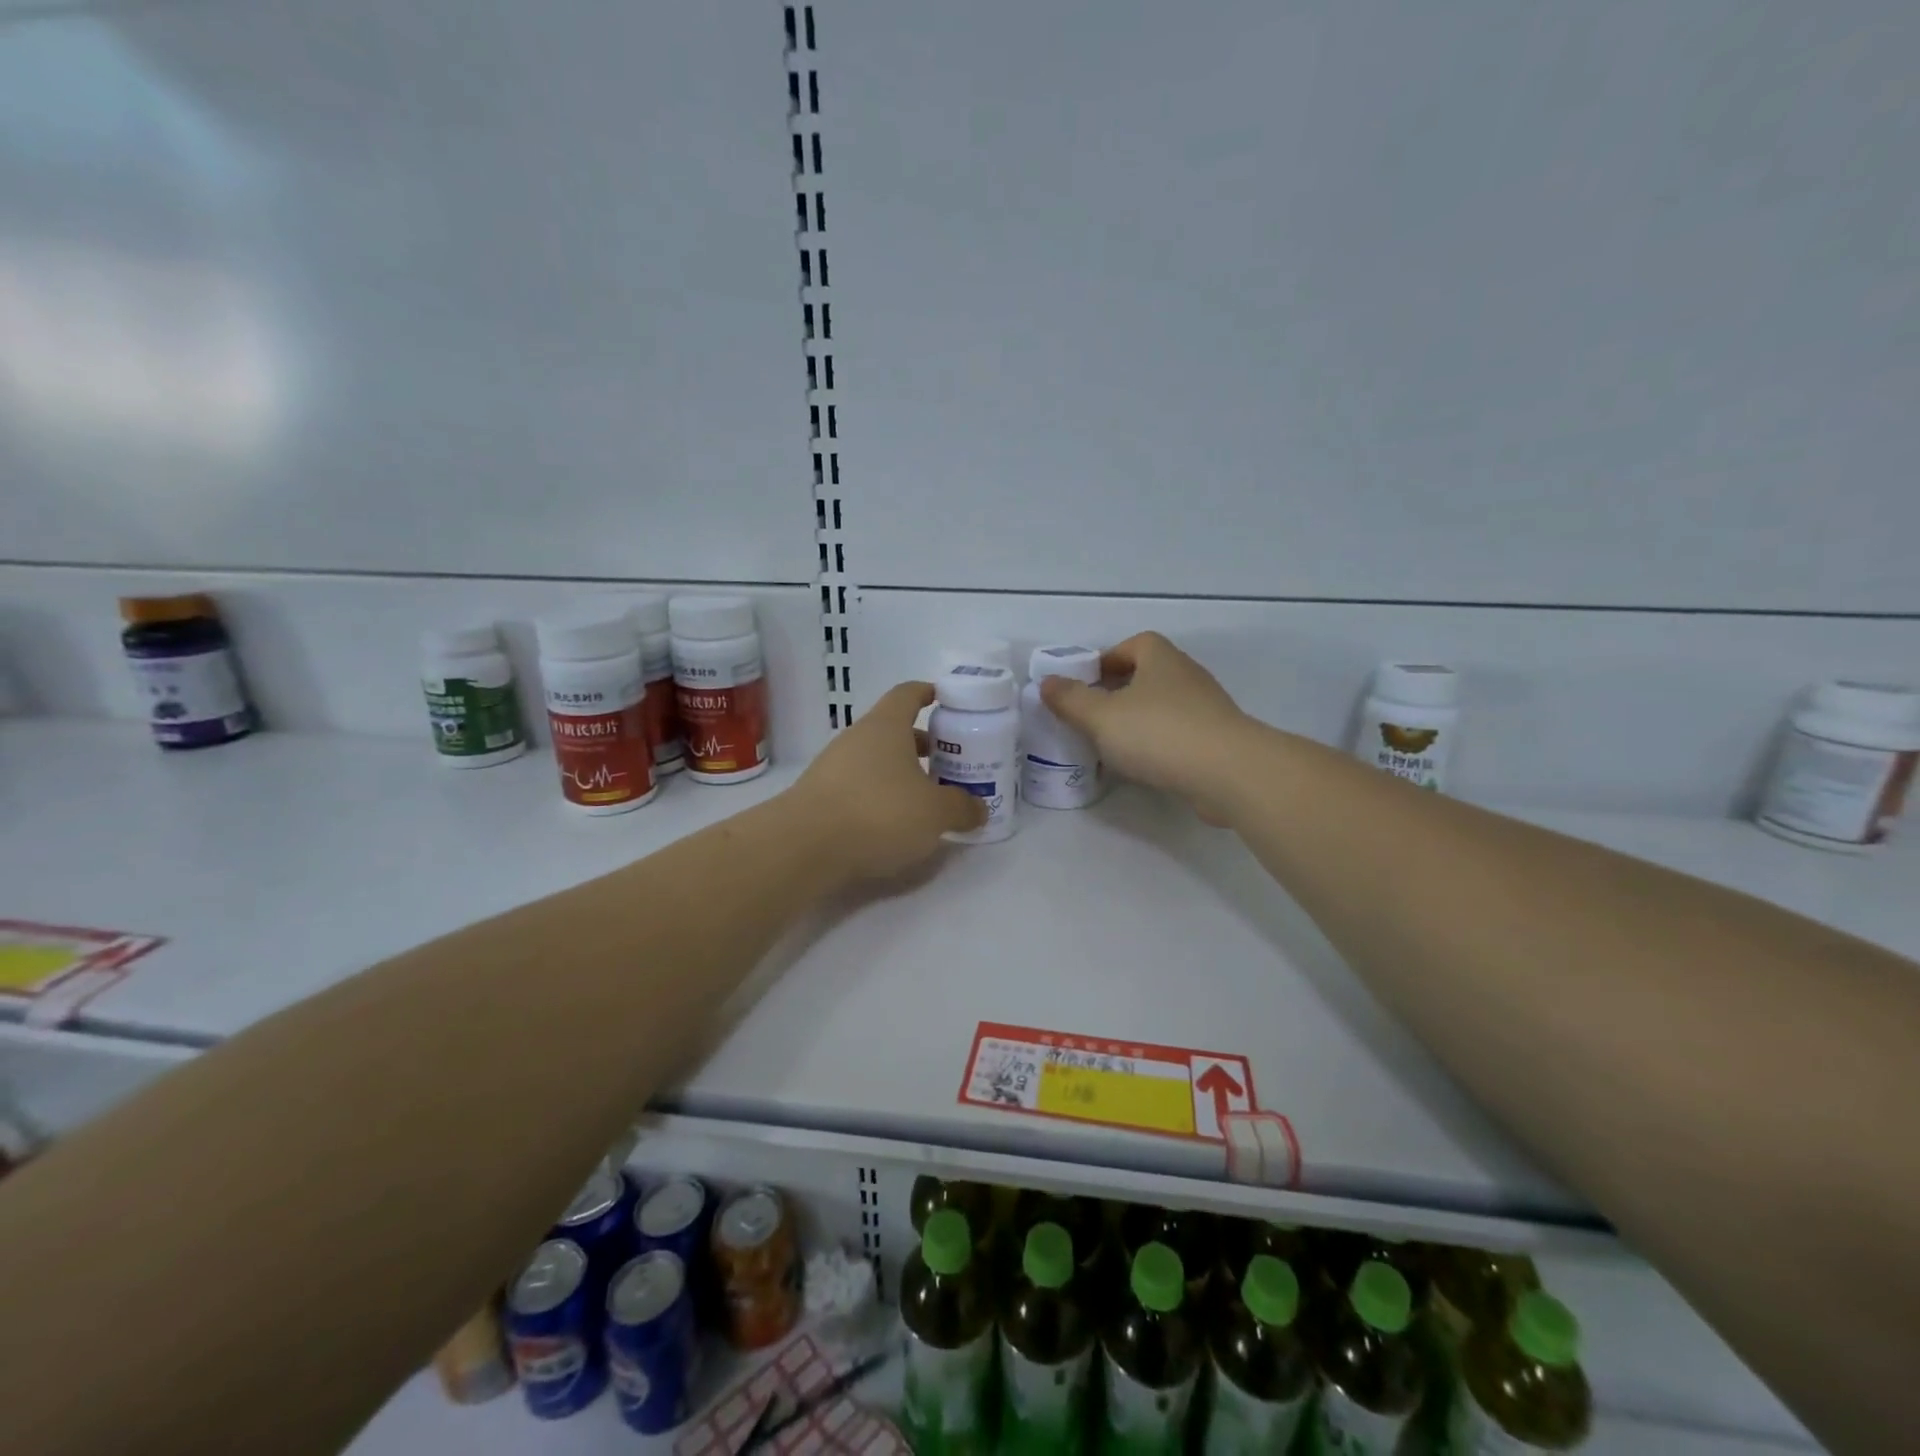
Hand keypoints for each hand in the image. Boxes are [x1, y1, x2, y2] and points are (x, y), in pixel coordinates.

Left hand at [789, 681, 985, 878]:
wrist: (804, 847)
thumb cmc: (879, 813)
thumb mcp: (935, 813)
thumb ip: (962, 808)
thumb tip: (979, 808)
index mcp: (886, 726)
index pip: (908, 694)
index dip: (928, 693)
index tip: (946, 700)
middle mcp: (857, 738)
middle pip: (893, 730)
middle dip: (923, 744)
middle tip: (949, 763)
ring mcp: (833, 767)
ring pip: (876, 760)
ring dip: (901, 773)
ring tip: (926, 798)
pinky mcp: (820, 797)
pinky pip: (859, 786)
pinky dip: (880, 796)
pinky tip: (893, 823)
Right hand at [1039, 632, 1252, 820]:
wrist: (1229, 773)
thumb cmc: (1158, 733)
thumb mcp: (1101, 716)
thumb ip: (1070, 700)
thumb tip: (1047, 682)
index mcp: (1160, 659)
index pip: (1133, 645)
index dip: (1107, 660)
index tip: (1085, 684)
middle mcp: (1186, 676)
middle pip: (1147, 675)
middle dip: (1118, 692)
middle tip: (1091, 716)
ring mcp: (1206, 708)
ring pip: (1163, 706)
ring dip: (1138, 720)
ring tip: (1111, 744)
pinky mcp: (1217, 741)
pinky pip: (1178, 734)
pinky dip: (1158, 744)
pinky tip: (1142, 766)